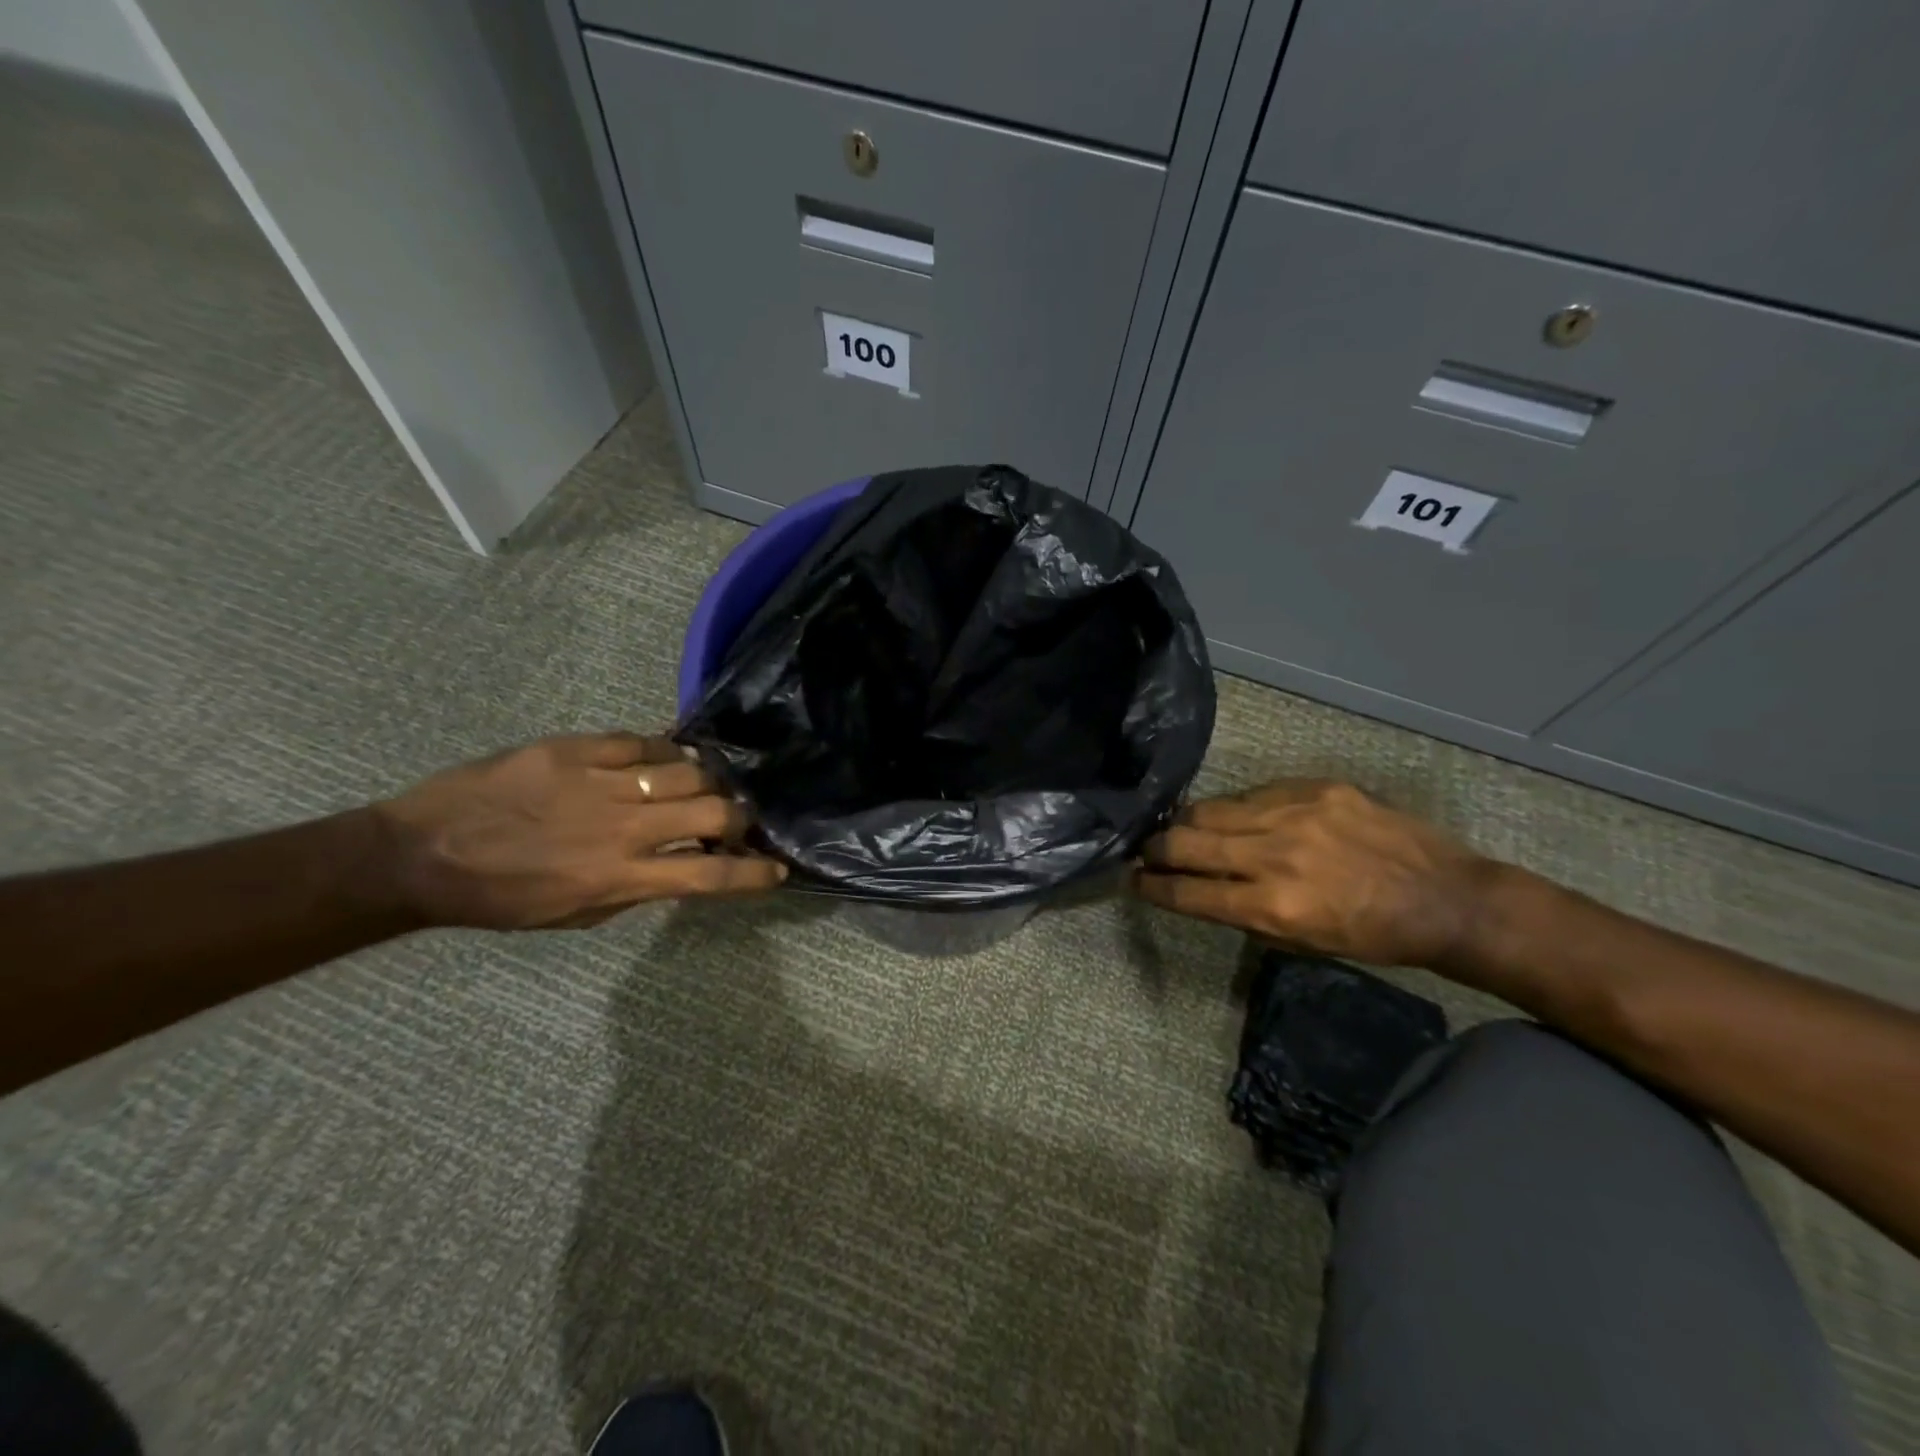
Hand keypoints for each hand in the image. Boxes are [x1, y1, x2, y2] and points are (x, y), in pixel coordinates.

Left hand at [370, 733, 784, 929]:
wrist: (421, 853)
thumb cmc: (501, 898)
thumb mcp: (577, 914)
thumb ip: (638, 888)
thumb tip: (681, 864)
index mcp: (620, 878)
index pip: (709, 875)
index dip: (752, 874)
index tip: (776, 870)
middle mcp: (623, 828)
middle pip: (715, 811)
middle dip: (740, 818)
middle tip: (735, 820)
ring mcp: (601, 781)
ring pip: (688, 769)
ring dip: (707, 781)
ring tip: (700, 785)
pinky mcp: (576, 749)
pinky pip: (644, 742)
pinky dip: (665, 752)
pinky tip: (664, 759)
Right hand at [1132, 781, 1496, 967]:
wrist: (1445, 899)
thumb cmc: (1371, 937)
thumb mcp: (1300, 942)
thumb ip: (1243, 912)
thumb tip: (1197, 887)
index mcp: (1272, 906)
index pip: (1188, 892)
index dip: (1151, 887)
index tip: (1133, 881)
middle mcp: (1275, 855)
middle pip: (1186, 842)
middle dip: (1155, 848)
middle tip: (1148, 851)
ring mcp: (1295, 814)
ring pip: (1210, 809)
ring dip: (1187, 823)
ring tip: (1182, 829)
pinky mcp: (1315, 788)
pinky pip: (1252, 794)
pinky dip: (1235, 809)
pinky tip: (1237, 817)